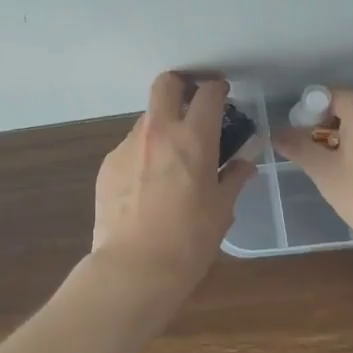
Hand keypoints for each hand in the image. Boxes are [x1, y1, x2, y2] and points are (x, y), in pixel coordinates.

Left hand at [91, 73, 255, 304]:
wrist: (133, 268)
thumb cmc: (188, 241)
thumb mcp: (222, 211)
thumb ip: (234, 178)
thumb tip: (244, 163)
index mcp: (193, 138)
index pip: (207, 93)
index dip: (217, 88)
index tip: (223, 94)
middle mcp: (158, 131)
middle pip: (166, 84)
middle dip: (181, 84)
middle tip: (193, 103)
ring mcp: (128, 145)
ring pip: (147, 118)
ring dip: (163, 126)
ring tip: (172, 158)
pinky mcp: (108, 163)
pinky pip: (131, 147)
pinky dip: (144, 154)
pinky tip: (149, 185)